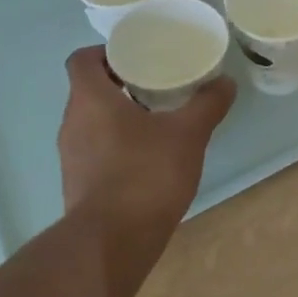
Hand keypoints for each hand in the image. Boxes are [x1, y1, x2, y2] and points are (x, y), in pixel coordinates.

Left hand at [57, 47, 235, 235]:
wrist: (112, 244)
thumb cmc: (145, 174)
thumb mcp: (188, 134)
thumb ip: (207, 104)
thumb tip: (225, 82)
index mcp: (90, 99)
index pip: (82, 59)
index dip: (106, 52)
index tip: (137, 56)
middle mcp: (72, 122)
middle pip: (89, 89)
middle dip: (121, 82)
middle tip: (157, 81)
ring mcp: (71, 156)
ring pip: (93, 121)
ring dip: (119, 114)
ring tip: (157, 116)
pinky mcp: (78, 184)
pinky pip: (96, 149)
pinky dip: (117, 144)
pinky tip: (149, 155)